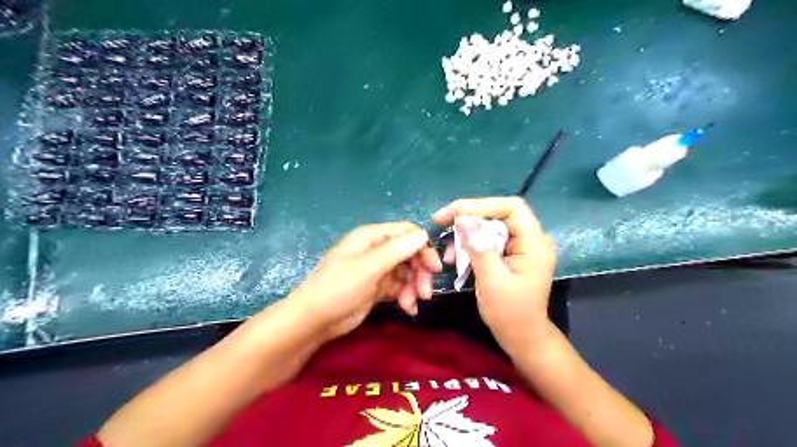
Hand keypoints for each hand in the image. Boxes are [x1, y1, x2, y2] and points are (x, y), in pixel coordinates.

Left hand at [290, 221, 445, 340]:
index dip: (423, 247)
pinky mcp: (377, 287)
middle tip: (425, 292)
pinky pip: (399, 287)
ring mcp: (377, 269)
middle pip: (409, 254)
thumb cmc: (338, 288)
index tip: (434, 267)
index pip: (406, 233)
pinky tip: (408, 309)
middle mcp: (376, 250)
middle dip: (419, 272)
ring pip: (406, 272)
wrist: (314, 320)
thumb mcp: (368, 268)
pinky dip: (406, 296)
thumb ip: (396, 250)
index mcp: (371, 237)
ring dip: (413, 287)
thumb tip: (423, 234)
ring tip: (410, 303)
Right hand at [433, 197, 555, 348]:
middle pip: (498, 214)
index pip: (512, 207)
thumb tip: (462, 218)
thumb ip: (478, 247)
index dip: (482, 205)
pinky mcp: (509, 255)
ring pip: (490, 227)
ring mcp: (520, 247)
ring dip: (466, 235)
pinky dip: (470, 246)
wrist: (522, 338)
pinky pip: (487, 241)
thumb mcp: (492, 281)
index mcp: (534, 243)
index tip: (454, 212)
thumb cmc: (510, 314)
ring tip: (447, 252)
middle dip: (468, 218)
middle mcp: (530, 239)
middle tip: (440, 222)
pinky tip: (455, 258)